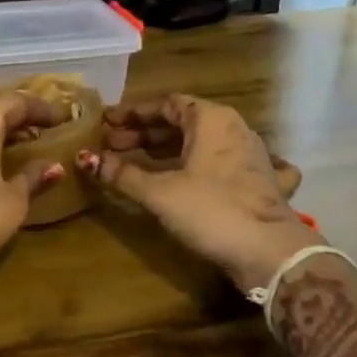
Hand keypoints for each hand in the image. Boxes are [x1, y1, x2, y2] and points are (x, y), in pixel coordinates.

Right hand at [77, 94, 313, 290]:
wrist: (270, 252)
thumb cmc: (211, 210)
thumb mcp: (159, 192)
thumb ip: (122, 174)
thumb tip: (86, 158)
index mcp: (211, 119)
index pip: (165, 103)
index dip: (132, 113)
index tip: (106, 123)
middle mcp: (234, 128)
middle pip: (183, 121)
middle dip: (145, 133)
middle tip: (113, 146)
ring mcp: (252, 154)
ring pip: (204, 142)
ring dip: (170, 149)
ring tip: (138, 162)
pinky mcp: (261, 181)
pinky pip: (230, 164)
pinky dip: (210, 167)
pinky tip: (206, 174)